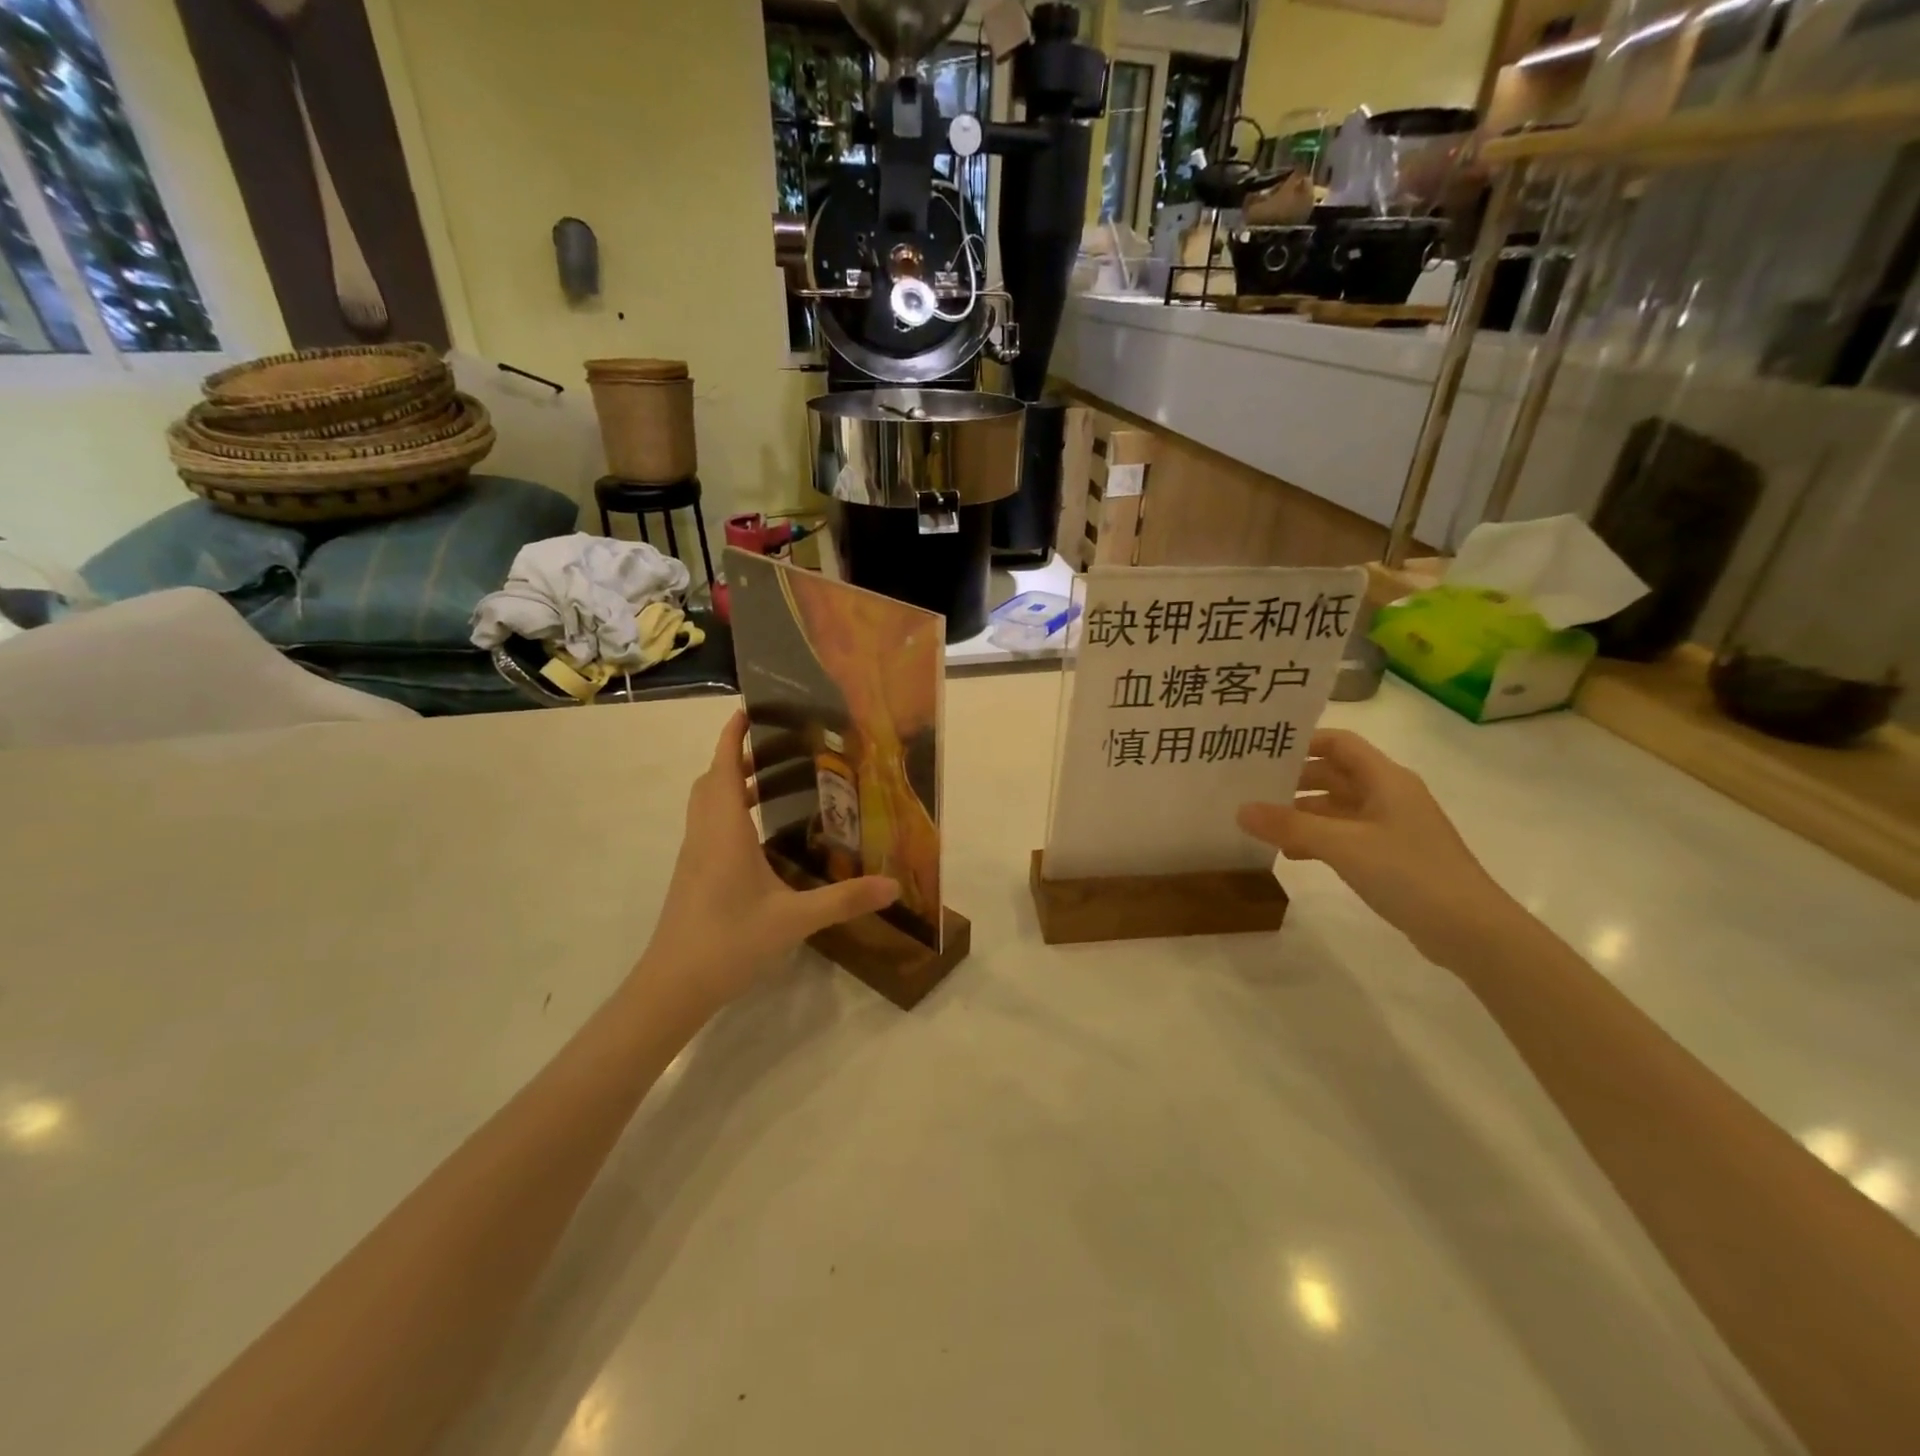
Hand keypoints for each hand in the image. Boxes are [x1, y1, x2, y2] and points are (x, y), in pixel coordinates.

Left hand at [635, 711, 897, 1011]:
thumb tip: (893, 886)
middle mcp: (705, 835)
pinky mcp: (692, 877)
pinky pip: (708, 828)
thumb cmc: (728, 941)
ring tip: (771, 782)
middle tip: (776, 747)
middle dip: (735, 756)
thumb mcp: (793, 920)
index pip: (722, 767)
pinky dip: (728, 813)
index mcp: (725, 831)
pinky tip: (759, 837)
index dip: (731, 735)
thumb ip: (844, 900)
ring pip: (706, 805)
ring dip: (729, 784)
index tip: (749, 709)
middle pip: (711, 781)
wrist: (672, 986)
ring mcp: (694, 857)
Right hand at [1238, 729, 1518, 967]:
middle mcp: (1389, 795)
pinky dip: (1317, 839)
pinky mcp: (1390, 857)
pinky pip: (1344, 836)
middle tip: (1249, 787)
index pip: (1338, 743)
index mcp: (1385, 779)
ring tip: (1260, 822)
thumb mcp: (1343, 846)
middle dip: (1293, 779)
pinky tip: (1290, 854)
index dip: (1302, 742)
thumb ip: (1290, 826)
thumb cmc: (1410, 874)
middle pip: (1334, 774)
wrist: (1472, 931)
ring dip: (1301, 812)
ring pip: (1337, 807)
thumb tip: (1240, 810)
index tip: (1261, 751)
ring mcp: (1391, 827)